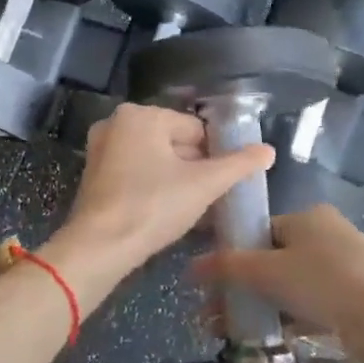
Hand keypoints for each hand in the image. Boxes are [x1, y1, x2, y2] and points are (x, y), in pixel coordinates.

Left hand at [59, 104, 274, 273]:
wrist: (99, 247)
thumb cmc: (153, 207)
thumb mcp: (204, 185)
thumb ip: (239, 164)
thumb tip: (269, 150)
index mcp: (141, 115)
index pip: (195, 129)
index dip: (214, 157)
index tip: (220, 185)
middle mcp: (116, 123)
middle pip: (174, 142)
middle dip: (194, 169)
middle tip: (207, 200)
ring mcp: (101, 149)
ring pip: (155, 159)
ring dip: (176, 180)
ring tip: (190, 209)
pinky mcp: (94, 175)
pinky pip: (135, 173)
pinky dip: (152, 188)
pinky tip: (164, 212)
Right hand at [189, 205, 363, 362]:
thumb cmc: (323, 281)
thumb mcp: (268, 271)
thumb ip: (227, 266)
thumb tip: (190, 266)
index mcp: (306, 217)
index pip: (258, 230)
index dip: (231, 255)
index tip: (211, 284)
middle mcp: (326, 235)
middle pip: (271, 260)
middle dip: (239, 288)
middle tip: (214, 315)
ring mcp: (344, 267)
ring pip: (289, 285)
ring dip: (259, 306)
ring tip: (230, 333)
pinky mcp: (356, 299)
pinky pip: (310, 305)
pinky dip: (287, 319)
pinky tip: (267, 339)